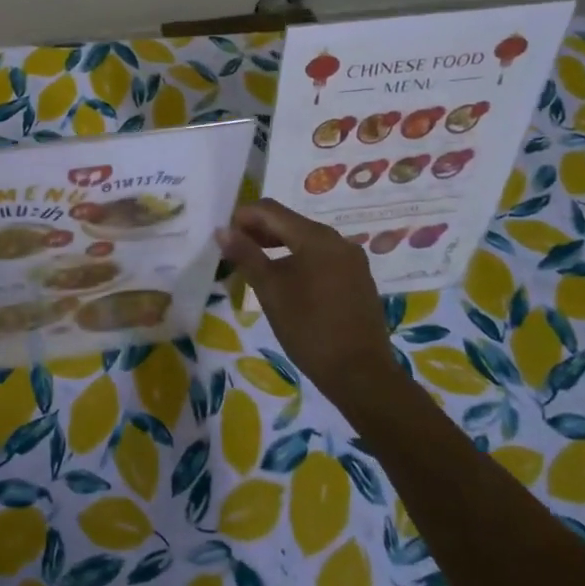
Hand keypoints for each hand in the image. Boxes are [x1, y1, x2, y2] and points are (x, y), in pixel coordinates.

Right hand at [218, 200, 399, 404]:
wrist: (361, 375)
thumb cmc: (309, 328)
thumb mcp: (270, 291)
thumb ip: (246, 255)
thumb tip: (222, 230)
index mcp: (316, 237)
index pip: (271, 210)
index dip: (243, 216)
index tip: (224, 235)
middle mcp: (338, 240)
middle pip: (290, 223)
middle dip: (260, 231)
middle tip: (234, 250)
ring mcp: (352, 260)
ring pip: (307, 241)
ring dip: (278, 247)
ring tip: (255, 266)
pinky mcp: (358, 280)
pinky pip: (322, 258)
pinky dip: (299, 261)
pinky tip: (287, 282)